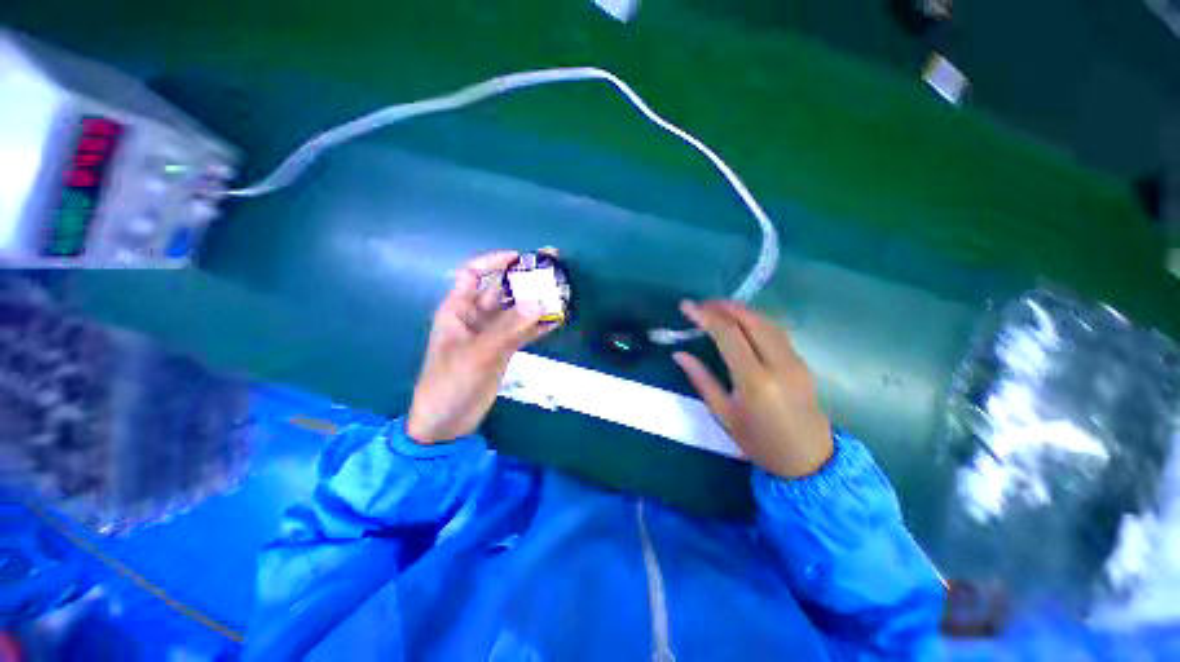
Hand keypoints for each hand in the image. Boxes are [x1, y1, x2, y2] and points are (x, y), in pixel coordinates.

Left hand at [406, 251, 556, 443]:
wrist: (447, 422)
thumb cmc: (450, 383)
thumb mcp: (478, 353)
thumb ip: (508, 328)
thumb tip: (539, 303)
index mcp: (458, 309)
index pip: (473, 274)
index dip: (494, 262)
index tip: (520, 258)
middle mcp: (476, 317)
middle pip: (502, 290)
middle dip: (524, 279)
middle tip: (552, 269)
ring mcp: (492, 334)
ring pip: (516, 311)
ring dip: (536, 302)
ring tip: (561, 292)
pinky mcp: (504, 350)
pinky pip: (523, 331)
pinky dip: (539, 325)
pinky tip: (558, 319)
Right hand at [673, 300, 832, 478]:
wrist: (807, 459)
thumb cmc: (758, 441)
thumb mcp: (723, 413)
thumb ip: (701, 379)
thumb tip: (679, 354)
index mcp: (754, 379)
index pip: (728, 334)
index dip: (705, 316)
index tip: (686, 306)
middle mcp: (778, 363)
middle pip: (750, 320)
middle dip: (723, 306)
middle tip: (701, 304)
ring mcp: (794, 360)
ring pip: (766, 321)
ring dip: (740, 309)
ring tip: (717, 307)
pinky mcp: (801, 361)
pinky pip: (776, 330)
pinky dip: (755, 319)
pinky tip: (741, 320)